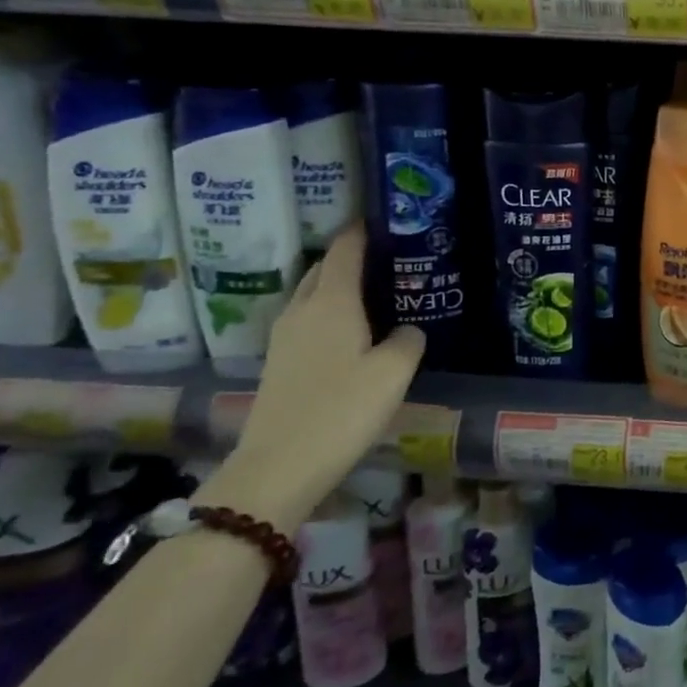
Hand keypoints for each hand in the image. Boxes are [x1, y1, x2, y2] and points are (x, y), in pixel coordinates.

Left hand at [198, 225, 424, 529]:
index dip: (363, 229)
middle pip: (323, 268)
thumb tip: (408, 330)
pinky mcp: (280, 362)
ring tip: (377, 291)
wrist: (277, 468)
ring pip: (313, 294)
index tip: (387, 218)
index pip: (345, 249)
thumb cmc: (341, 411)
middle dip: (351, 256)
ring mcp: (285, 337)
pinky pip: (309, 319)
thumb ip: (409, 340)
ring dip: (339, 285)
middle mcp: (302, 310)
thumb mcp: (393, 373)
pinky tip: (355, 331)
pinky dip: (331, 312)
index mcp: (331, 302)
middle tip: (390, 258)